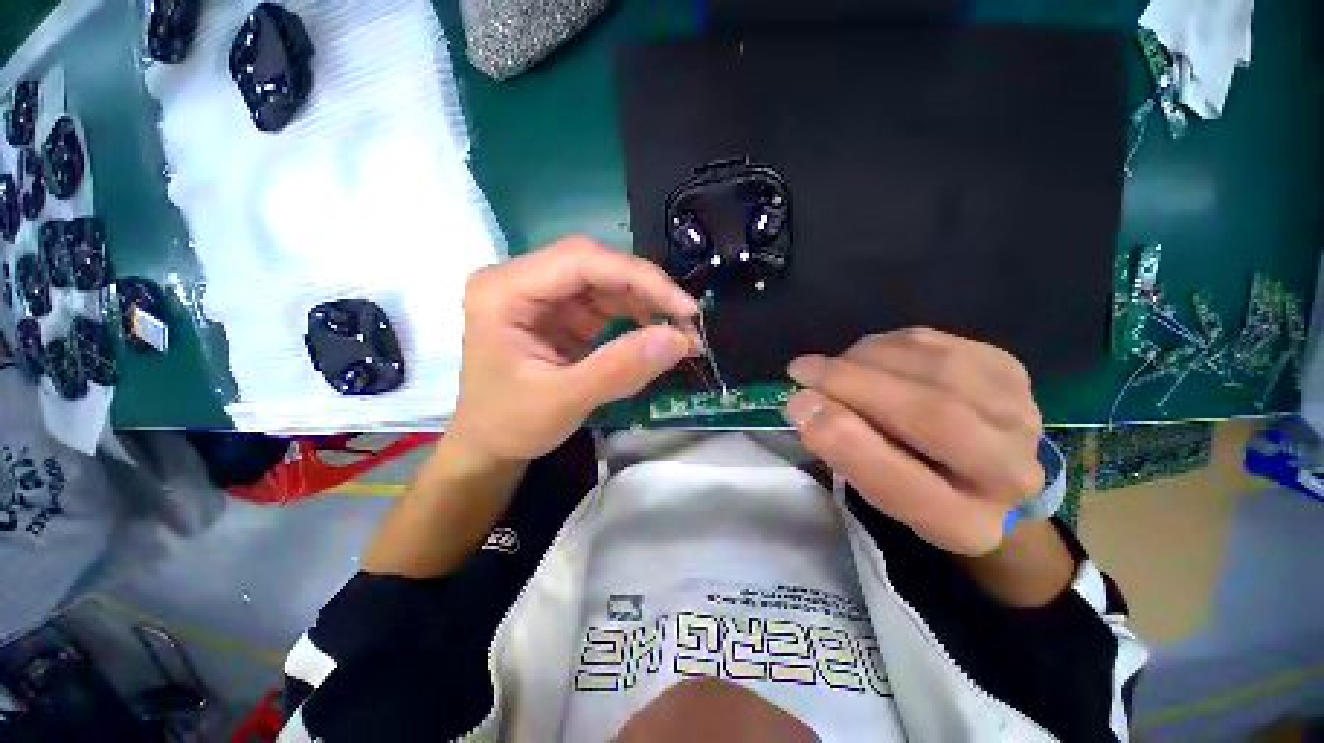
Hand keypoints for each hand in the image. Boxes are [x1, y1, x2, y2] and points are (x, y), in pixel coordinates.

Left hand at [447, 237, 698, 461]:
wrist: (491, 444)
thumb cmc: (512, 424)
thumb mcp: (564, 401)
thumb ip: (620, 369)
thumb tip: (680, 339)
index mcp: (505, 290)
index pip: (581, 260)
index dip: (639, 278)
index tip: (684, 308)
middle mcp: (523, 280)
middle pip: (596, 265)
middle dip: (647, 290)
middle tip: (688, 320)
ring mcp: (544, 295)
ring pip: (607, 281)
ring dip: (648, 303)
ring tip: (680, 330)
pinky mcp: (563, 312)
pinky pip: (607, 302)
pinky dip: (639, 315)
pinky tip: (658, 332)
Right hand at [784, 328, 1044, 556]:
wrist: (985, 473)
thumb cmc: (918, 486)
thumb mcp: (877, 490)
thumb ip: (845, 453)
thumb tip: (803, 403)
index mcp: (966, 523)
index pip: (904, 487)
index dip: (844, 442)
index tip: (798, 406)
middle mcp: (1011, 473)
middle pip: (930, 414)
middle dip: (851, 383)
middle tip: (801, 370)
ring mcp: (1020, 412)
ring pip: (932, 367)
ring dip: (865, 358)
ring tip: (834, 367)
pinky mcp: (1009, 370)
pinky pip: (935, 343)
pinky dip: (887, 343)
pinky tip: (869, 357)